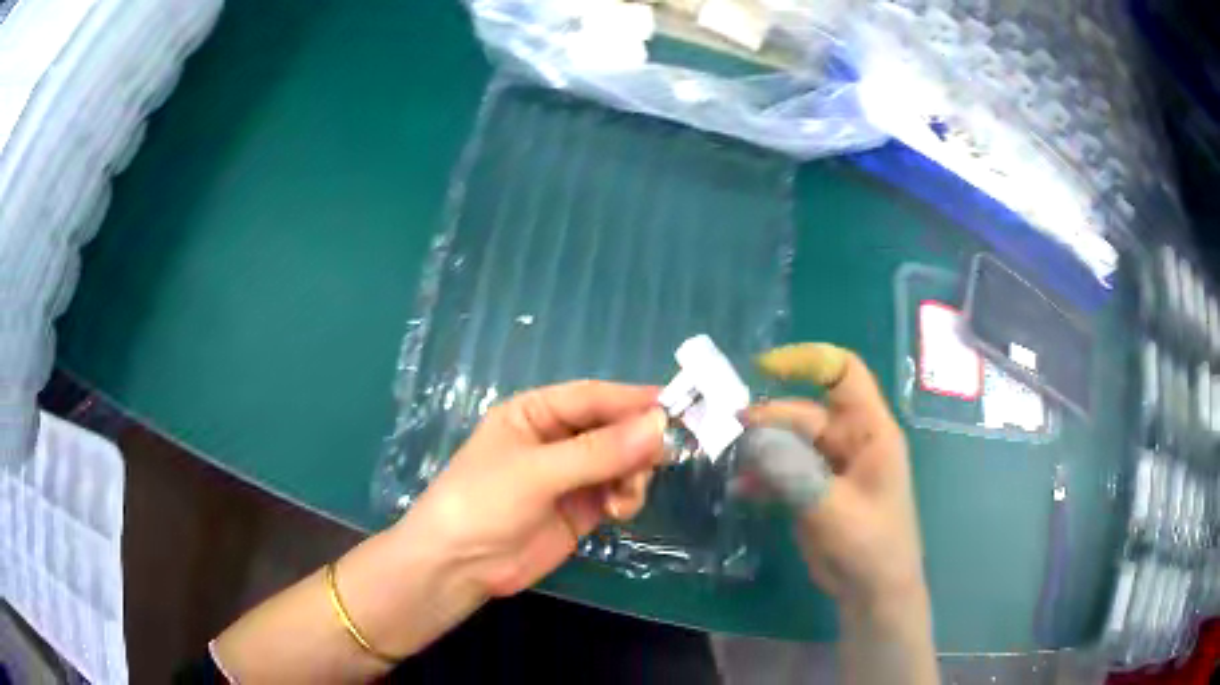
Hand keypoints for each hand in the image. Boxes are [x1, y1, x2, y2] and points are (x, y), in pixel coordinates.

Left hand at [212, 381, 666, 681]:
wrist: (459, 565)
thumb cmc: (483, 502)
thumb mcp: (538, 471)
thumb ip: (599, 451)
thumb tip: (660, 426)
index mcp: (535, 413)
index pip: (593, 396)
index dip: (633, 398)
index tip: (677, 403)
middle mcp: (556, 439)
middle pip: (613, 428)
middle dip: (639, 440)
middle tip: (664, 454)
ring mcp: (570, 475)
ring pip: (622, 461)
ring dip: (634, 472)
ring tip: (626, 494)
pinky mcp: (580, 508)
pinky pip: (618, 492)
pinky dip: (626, 497)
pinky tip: (618, 510)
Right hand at [746, 344, 924, 612]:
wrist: (871, 591)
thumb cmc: (869, 544)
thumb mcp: (832, 507)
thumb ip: (793, 472)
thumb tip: (752, 438)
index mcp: (870, 431)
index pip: (843, 374)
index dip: (808, 361)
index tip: (765, 367)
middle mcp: (850, 440)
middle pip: (805, 412)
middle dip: (771, 419)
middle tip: (733, 432)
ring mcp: (830, 466)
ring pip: (790, 442)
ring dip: (762, 448)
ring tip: (733, 460)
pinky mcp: (814, 490)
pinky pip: (784, 470)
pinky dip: (762, 476)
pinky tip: (741, 488)